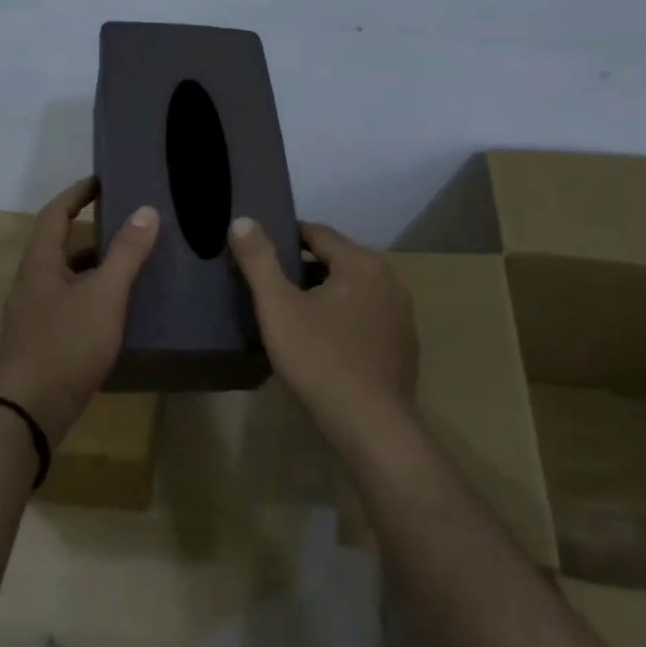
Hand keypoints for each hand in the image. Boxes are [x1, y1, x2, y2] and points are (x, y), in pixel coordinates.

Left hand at [0, 177, 159, 441]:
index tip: (101, 181)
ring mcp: (36, 315)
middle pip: (62, 247)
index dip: (77, 194)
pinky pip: (72, 306)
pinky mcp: (44, 342)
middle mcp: (33, 283)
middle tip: (132, 227)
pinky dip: (95, 299)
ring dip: (97, 269)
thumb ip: (126, 253)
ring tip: (134, 267)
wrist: (29, 412)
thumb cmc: (66, 344)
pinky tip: (120, 312)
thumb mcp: (104, 294)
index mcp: (41, 263)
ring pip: (69, 280)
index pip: (55, 214)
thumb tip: (146, 210)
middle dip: (95, 234)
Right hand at [228, 217, 418, 434]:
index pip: (317, 233)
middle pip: (338, 260)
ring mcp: (402, 313)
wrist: (371, 425)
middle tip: (271, 285)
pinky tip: (324, 341)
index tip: (260, 251)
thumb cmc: (320, 359)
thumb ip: (259, 260)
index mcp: (361, 263)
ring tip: (292, 312)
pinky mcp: (404, 344)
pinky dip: (344, 317)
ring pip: (354, 289)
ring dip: (325, 293)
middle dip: (304, 268)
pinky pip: (367, 316)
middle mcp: (389, 279)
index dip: (286, 237)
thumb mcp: (278, 307)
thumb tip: (241, 220)